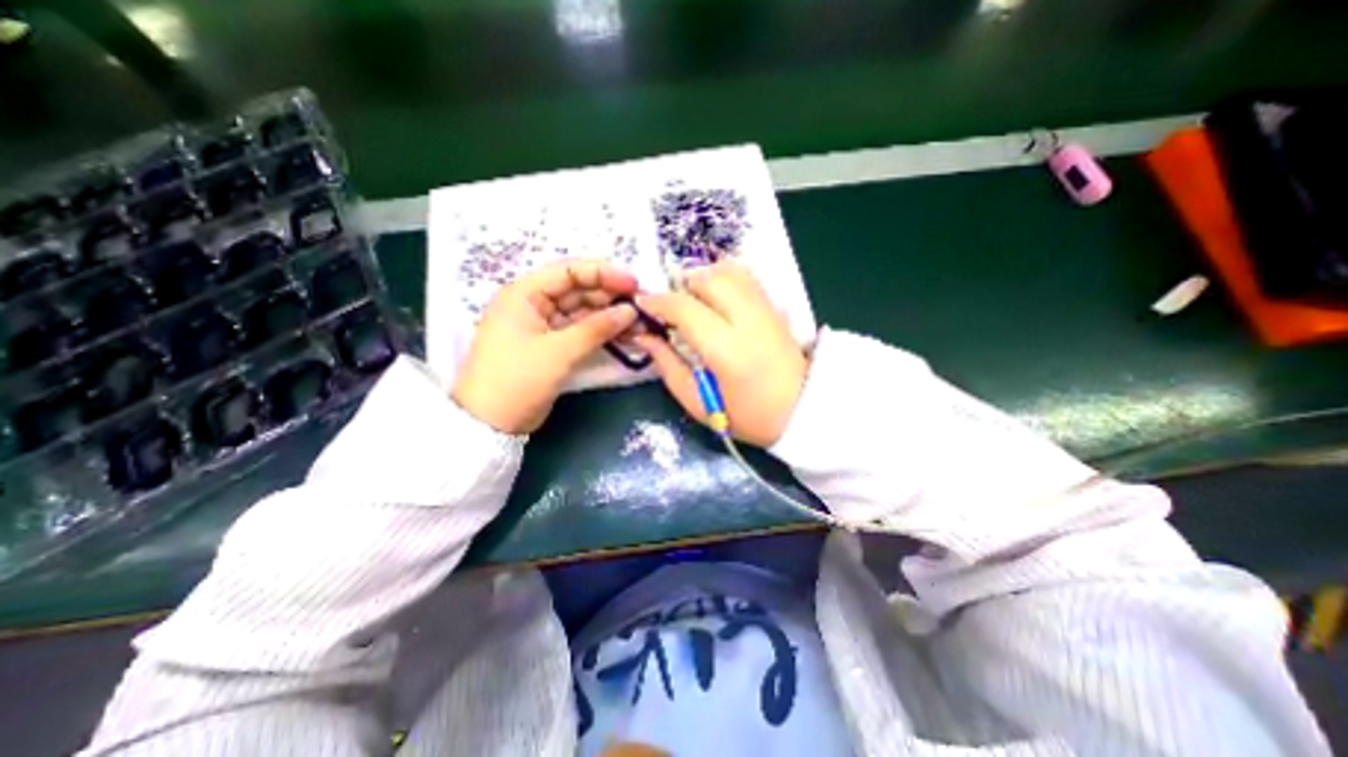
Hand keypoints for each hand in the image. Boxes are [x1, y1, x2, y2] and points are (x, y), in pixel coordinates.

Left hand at [452, 261, 637, 435]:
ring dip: (609, 316)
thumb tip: (630, 311)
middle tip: (641, 305)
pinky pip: (581, 331)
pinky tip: (624, 335)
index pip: (569, 271)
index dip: (603, 274)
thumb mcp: (559, 352)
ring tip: (638, 322)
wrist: (492, 423)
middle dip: (610, 297)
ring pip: (583, 312)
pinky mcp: (553, 345)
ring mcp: (544, 325)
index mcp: (525, 293)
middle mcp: (534, 303)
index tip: (634, 283)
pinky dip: (601, 332)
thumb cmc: (517, 379)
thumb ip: (597, 328)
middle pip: (578, 290)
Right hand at [634, 259, 808, 445]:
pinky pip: (746, 276)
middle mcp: (748, 320)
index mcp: (726, 349)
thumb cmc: (747, 415)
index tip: (643, 304)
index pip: (685, 308)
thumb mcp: (698, 402)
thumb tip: (644, 337)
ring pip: (728, 270)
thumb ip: (667, 365)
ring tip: (694, 301)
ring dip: (703, 279)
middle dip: (681, 286)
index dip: (658, 301)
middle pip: (707, 279)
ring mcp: (766, 309)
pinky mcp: (776, 306)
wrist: (803, 411)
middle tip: (671, 307)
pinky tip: (718, 298)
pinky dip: (724, 278)